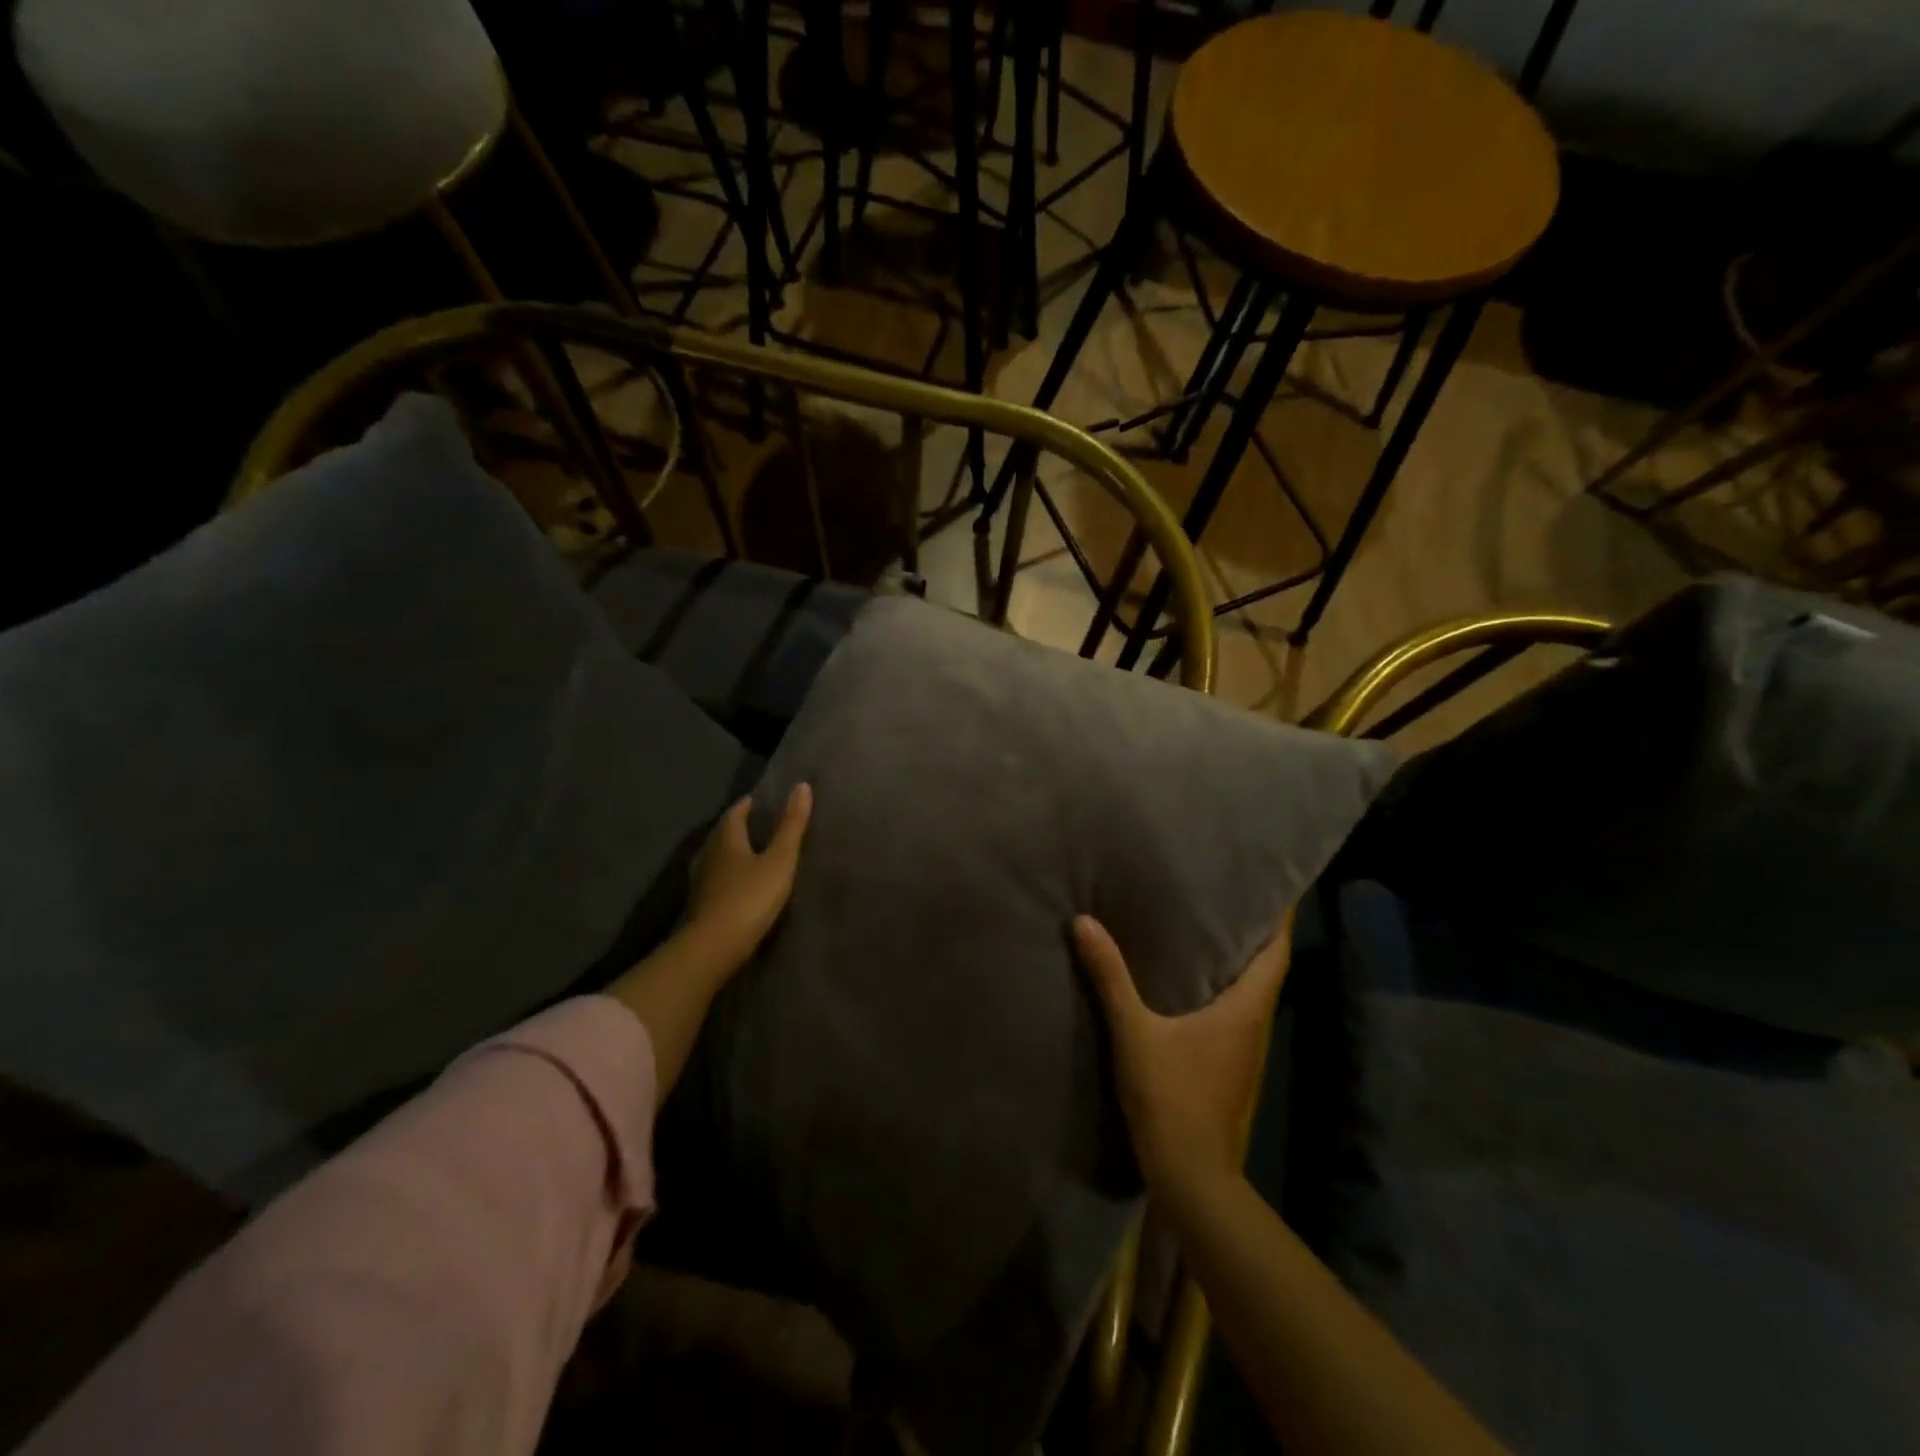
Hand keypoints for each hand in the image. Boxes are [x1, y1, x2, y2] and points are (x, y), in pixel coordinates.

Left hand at [608, 783, 813, 1100]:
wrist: (713, 948)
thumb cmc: (750, 898)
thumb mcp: (779, 861)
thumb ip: (792, 826)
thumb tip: (802, 786)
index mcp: (726, 841)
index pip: (734, 815)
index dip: (746, 806)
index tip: (757, 800)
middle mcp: (708, 857)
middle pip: (720, 835)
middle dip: (735, 827)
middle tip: (753, 823)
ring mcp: (700, 884)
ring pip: (714, 859)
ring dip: (728, 853)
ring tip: (746, 852)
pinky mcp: (699, 908)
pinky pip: (713, 882)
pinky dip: (724, 876)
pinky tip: (733, 885)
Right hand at [1074, 910, 1292, 1199]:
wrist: (1192, 1178)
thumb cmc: (1172, 1098)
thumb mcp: (1134, 1033)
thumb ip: (1110, 977)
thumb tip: (1084, 922)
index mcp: (1245, 1010)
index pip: (1276, 953)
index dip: (1281, 919)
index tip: (1275, 886)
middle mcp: (1255, 1025)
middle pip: (1267, 969)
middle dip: (1255, 933)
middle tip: (1228, 894)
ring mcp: (1245, 1051)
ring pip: (1251, 993)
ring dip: (1239, 962)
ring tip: (1208, 927)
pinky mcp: (1229, 1068)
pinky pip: (1235, 1014)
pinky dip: (1223, 989)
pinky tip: (1191, 982)